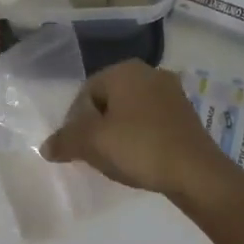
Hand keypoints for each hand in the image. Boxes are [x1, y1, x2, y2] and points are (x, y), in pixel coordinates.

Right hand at [41, 60, 232, 200]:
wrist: (196, 172)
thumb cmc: (139, 148)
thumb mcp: (93, 144)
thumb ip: (65, 141)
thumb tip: (47, 147)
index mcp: (124, 71)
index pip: (85, 92)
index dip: (74, 122)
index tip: (76, 148)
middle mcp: (149, 73)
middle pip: (108, 101)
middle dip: (96, 127)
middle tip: (92, 154)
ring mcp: (171, 93)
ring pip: (130, 112)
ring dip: (117, 133)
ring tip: (115, 160)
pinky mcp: (185, 114)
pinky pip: (150, 122)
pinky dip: (139, 137)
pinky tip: (139, 159)